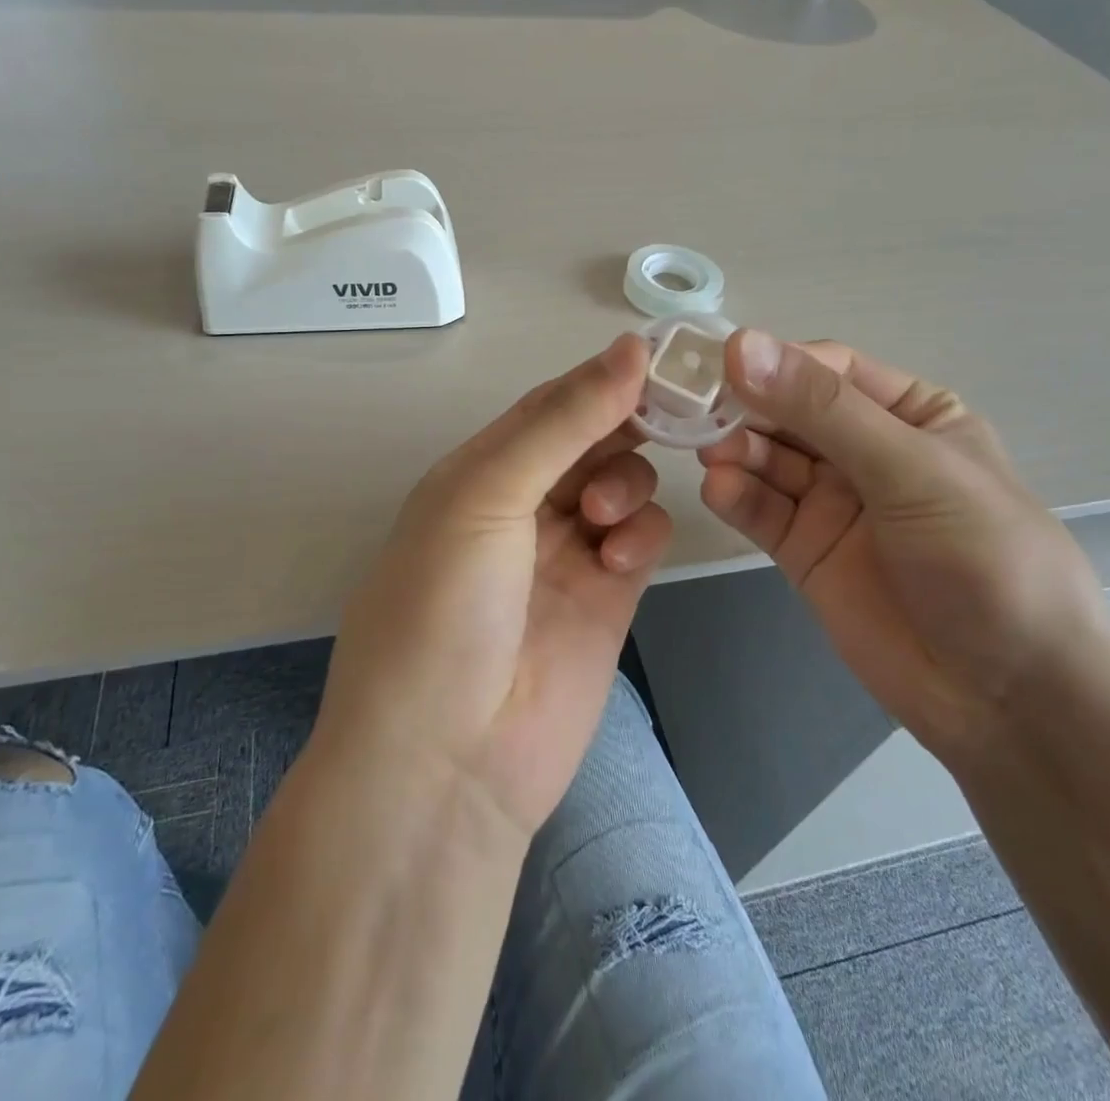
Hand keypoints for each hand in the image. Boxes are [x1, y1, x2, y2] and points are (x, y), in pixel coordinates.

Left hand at [314, 334, 671, 838]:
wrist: (449, 762)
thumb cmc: (445, 609)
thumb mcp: (486, 495)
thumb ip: (562, 421)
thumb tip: (630, 346)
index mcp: (479, 471)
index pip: (549, 404)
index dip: (599, 378)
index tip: (659, 356)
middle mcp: (523, 504)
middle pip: (592, 438)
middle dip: (624, 426)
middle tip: (664, 420)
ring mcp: (567, 551)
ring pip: (624, 482)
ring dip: (627, 482)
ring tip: (602, 517)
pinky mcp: (607, 597)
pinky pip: (641, 538)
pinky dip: (641, 533)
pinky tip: (621, 558)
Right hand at [698, 330, 1109, 763]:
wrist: (1010, 699)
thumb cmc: (985, 561)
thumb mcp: (912, 470)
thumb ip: (824, 410)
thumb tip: (742, 343)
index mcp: (909, 414)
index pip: (827, 370)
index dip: (774, 361)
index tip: (719, 363)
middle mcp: (865, 450)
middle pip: (787, 411)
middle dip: (744, 407)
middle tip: (693, 408)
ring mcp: (832, 501)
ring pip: (767, 459)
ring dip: (735, 450)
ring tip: (709, 454)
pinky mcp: (805, 549)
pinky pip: (761, 509)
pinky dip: (735, 495)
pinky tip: (718, 490)